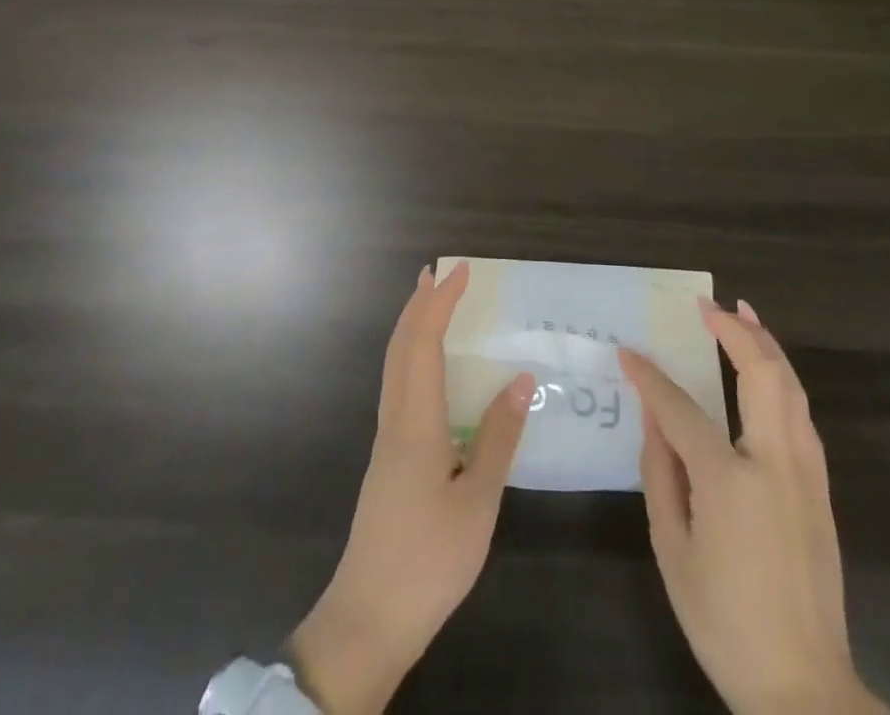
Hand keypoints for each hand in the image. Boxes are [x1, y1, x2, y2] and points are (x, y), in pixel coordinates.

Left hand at [290, 262, 533, 714]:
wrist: (369, 617)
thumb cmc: (429, 559)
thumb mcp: (478, 502)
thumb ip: (498, 438)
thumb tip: (520, 380)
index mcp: (416, 421)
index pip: (425, 343)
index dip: (440, 303)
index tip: (459, 271)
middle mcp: (395, 419)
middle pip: (400, 346)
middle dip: (418, 305)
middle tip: (436, 273)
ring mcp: (387, 440)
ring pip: (395, 366)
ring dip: (412, 328)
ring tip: (430, 307)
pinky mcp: (388, 459)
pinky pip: (398, 387)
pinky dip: (412, 358)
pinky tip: (428, 373)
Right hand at [620, 299, 885, 714]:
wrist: (803, 687)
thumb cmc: (724, 620)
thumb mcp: (673, 550)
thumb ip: (660, 474)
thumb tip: (653, 418)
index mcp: (730, 480)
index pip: (681, 408)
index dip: (650, 377)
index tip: (627, 352)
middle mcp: (775, 464)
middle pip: (762, 376)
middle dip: (735, 331)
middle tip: (708, 305)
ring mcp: (806, 475)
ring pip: (792, 389)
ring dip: (766, 346)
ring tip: (744, 315)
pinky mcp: (822, 490)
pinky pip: (802, 416)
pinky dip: (784, 380)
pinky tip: (768, 372)